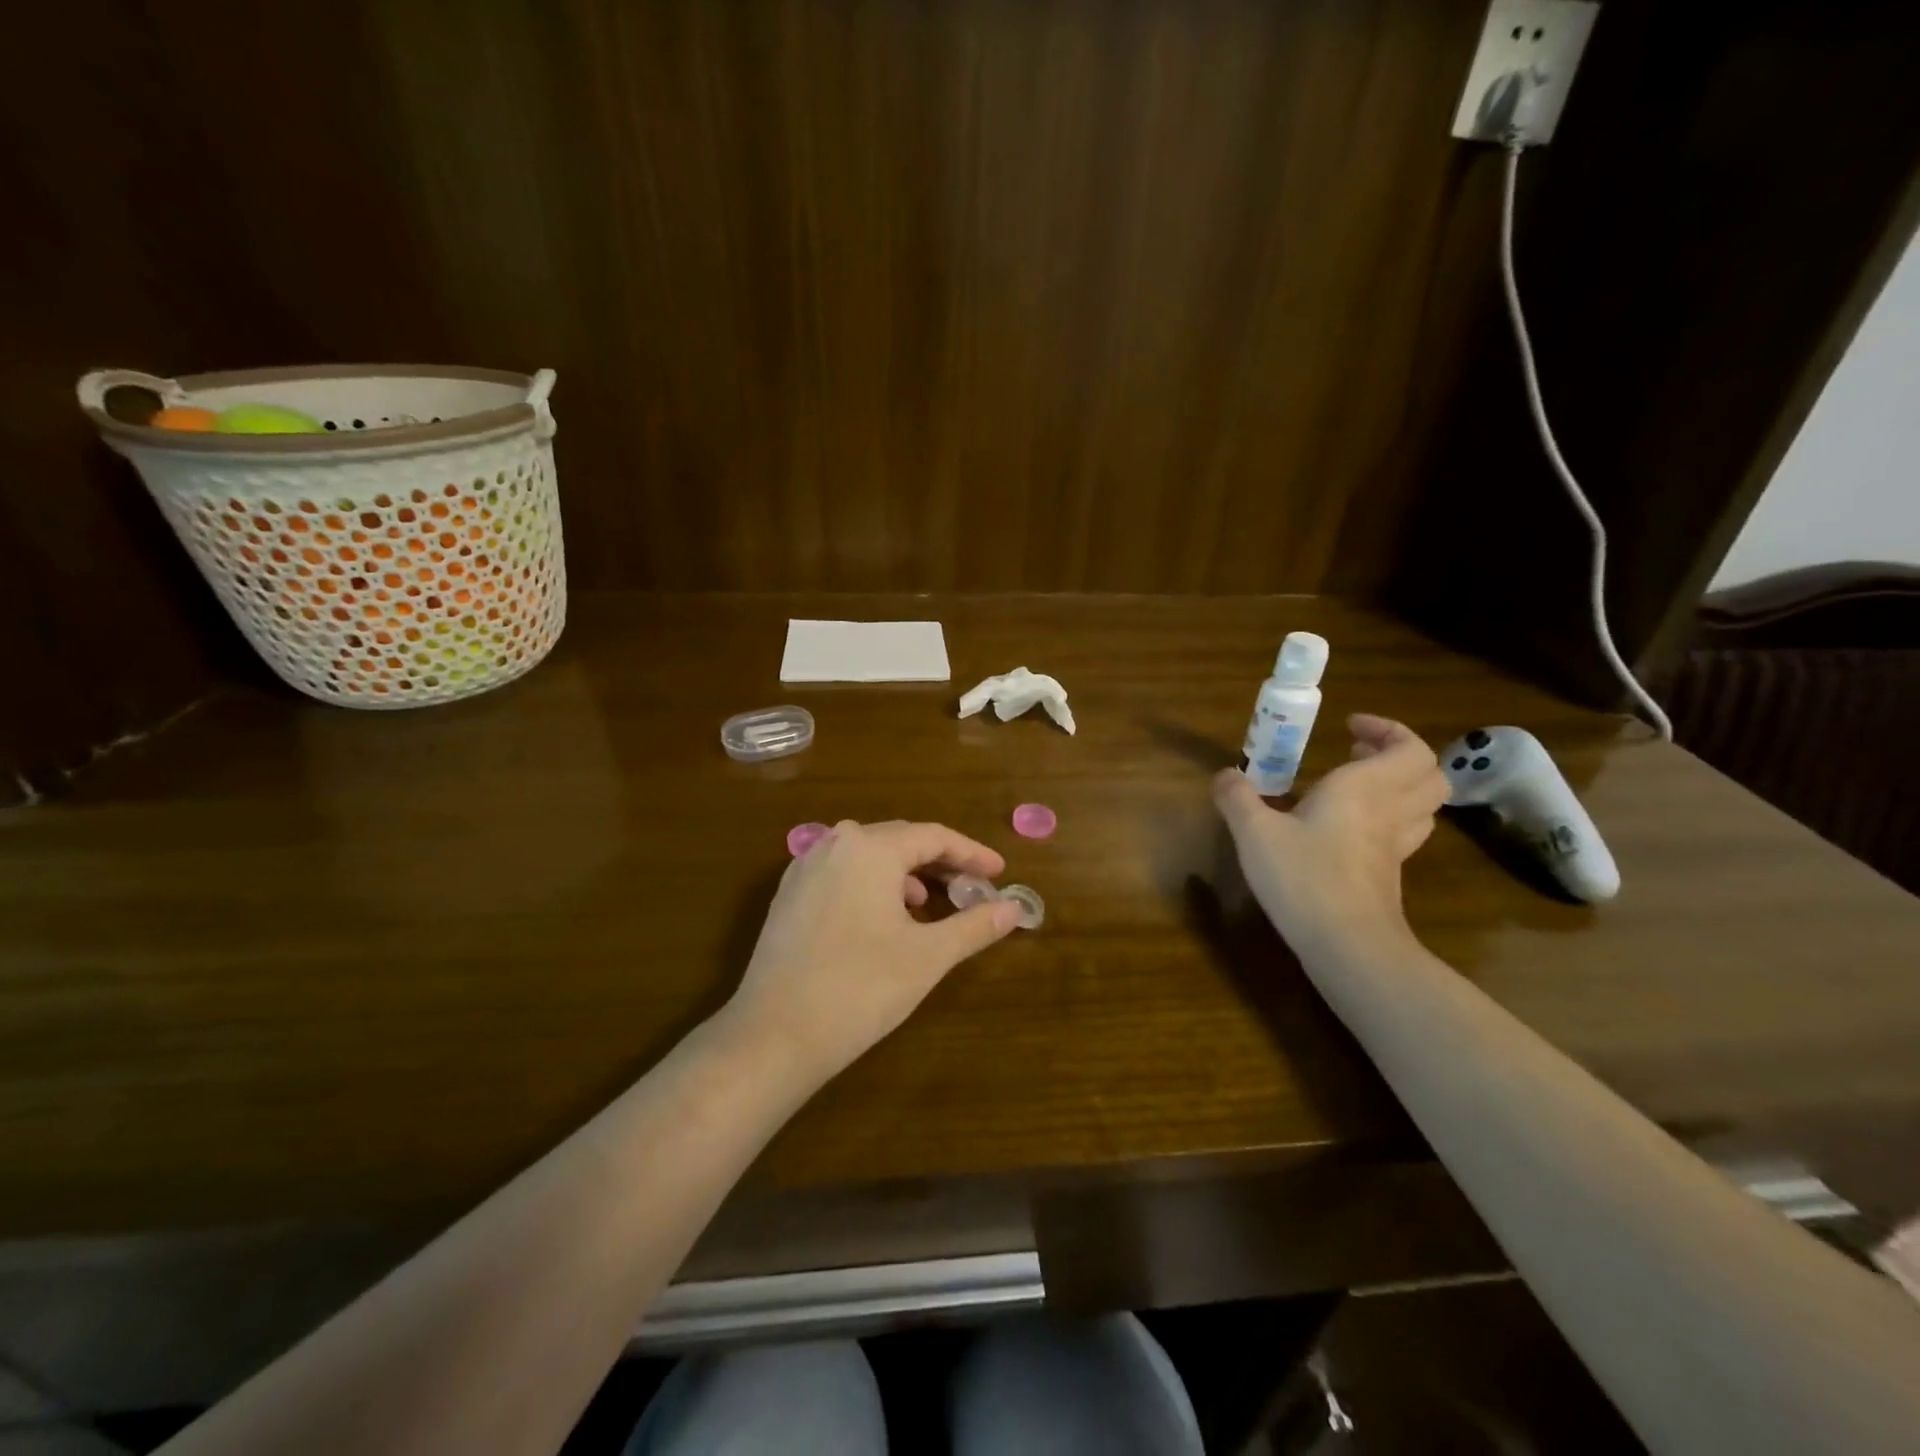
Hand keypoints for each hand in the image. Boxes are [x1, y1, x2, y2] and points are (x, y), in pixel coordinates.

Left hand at [721, 820, 1021, 1087]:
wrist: (775, 1034)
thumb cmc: (861, 988)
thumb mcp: (928, 955)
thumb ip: (975, 925)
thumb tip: (1014, 908)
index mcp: (870, 847)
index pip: (934, 837)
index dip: (972, 853)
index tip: (1000, 873)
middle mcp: (835, 843)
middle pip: (900, 841)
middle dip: (941, 862)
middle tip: (973, 886)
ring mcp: (805, 867)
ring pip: (869, 856)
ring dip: (906, 873)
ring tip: (930, 903)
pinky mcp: (789, 894)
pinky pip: (843, 872)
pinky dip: (873, 884)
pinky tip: (884, 915)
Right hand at [1212, 714, 1448, 954]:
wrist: (1348, 945)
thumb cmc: (1304, 877)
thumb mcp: (1254, 833)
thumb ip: (1237, 798)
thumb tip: (1224, 774)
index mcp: (1364, 788)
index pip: (1410, 748)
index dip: (1388, 730)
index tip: (1350, 727)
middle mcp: (1389, 811)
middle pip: (1428, 774)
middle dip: (1398, 755)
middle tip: (1358, 751)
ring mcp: (1396, 847)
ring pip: (1422, 805)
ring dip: (1398, 786)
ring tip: (1357, 785)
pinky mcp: (1390, 875)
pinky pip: (1404, 833)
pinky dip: (1388, 818)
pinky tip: (1349, 829)